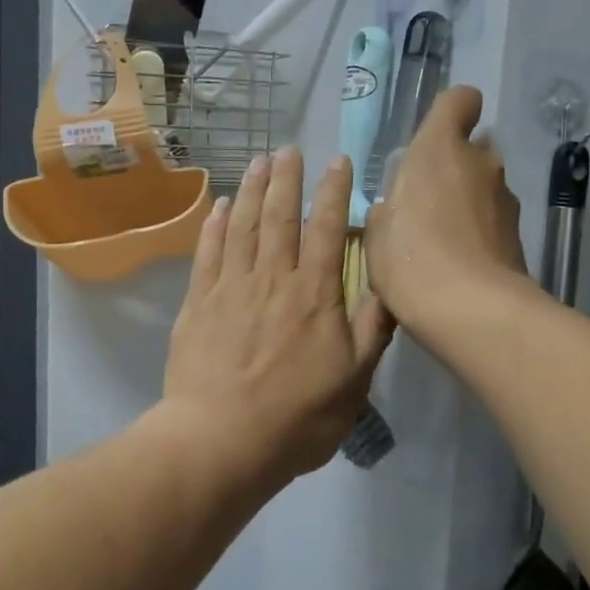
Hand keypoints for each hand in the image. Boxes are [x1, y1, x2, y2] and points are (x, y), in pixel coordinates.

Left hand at [161, 147, 393, 490]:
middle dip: (287, 179)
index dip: (333, 192)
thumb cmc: (296, 417)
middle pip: (280, 217)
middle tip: (289, 149)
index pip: (326, 230)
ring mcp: (231, 288)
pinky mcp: (199, 304)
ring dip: (252, 191)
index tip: (337, 162)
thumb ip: (371, 330)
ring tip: (258, 163)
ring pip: (243, 226)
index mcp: (314, 295)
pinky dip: (215, 225)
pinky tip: (220, 206)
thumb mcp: (354, 382)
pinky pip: (208, 253)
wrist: (221, 440)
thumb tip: (391, 287)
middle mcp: (272, 279)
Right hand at [364, 86, 527, 335]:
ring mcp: (506, 199)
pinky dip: (478, 233)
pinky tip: (458, 264)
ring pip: (483, 187)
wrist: (471, 310)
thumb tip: (400, 205)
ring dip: (465, 203)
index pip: (460, 100)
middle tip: (423, 204)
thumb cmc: (411, 259)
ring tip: (440, 242)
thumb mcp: (376, 232)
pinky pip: (492, 221)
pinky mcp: (519, 235)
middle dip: (452, 168)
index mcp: (439, 149)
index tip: (432, 139)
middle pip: (472, 149)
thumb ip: (389, 207)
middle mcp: (481, 163)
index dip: (449, 113)